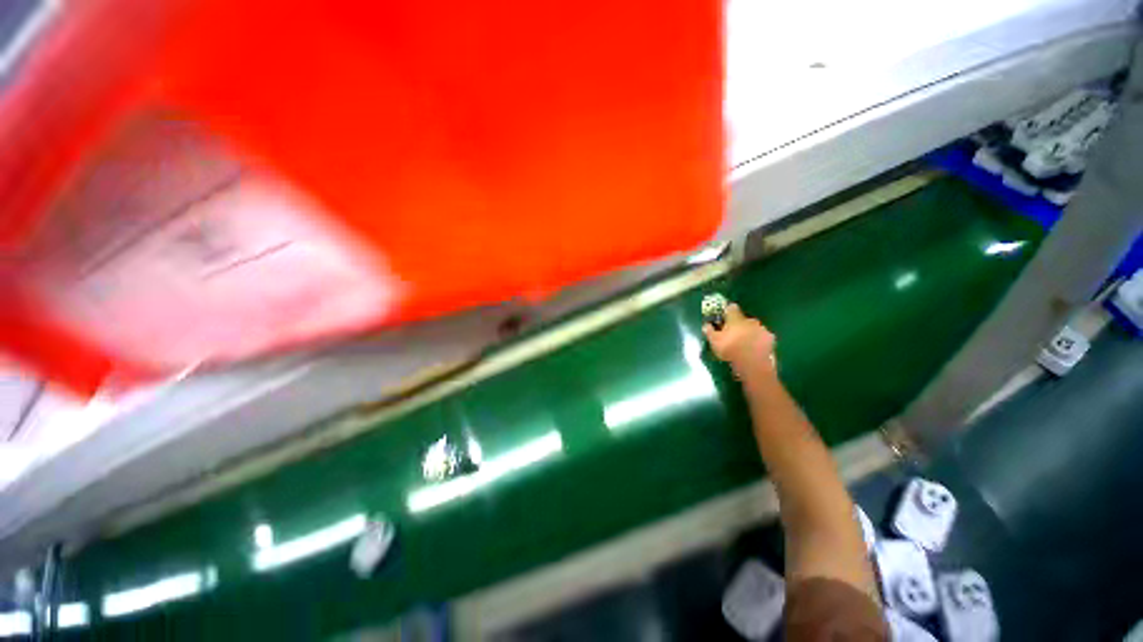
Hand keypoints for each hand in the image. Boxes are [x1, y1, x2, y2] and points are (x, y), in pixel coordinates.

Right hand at [702, 304, 776, 375]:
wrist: (753, 363)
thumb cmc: (730, 349)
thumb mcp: (714, 341)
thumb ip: (709, 331)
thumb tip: (706, 325)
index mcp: (735, 318)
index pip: (731, 308)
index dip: (726, 311)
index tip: (723, 318)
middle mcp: (750, 320)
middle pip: (743, 319)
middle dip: (738, 325)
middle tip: (732, 335)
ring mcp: (762, 329)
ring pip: (754, 328)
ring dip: (749, 333)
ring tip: (744, 344)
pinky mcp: (771, 340)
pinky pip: (762, 338)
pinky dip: (758, 342)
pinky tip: (754, 350)